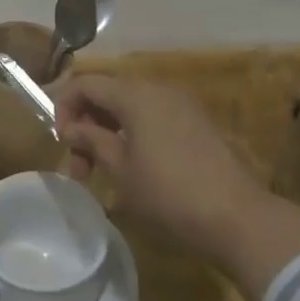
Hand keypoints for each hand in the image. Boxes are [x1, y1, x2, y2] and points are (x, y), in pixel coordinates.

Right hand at [54, 76, 299, 300]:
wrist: (238, 217)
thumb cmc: (169, 192)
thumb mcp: (121, 169)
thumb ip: (91, 140)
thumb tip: (71, 127)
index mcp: (135, 94)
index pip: (86, 83)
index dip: (64, 107)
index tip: (61, 142)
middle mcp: (157, 89)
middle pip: (108, 93)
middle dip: (86, 125)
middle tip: (79, 168)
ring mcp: (181, 105)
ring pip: (130, 107)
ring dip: (108, 132)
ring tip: (102, 173)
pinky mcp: (196, 124)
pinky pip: (152, 117)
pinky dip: (133, 134)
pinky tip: (132, 168)